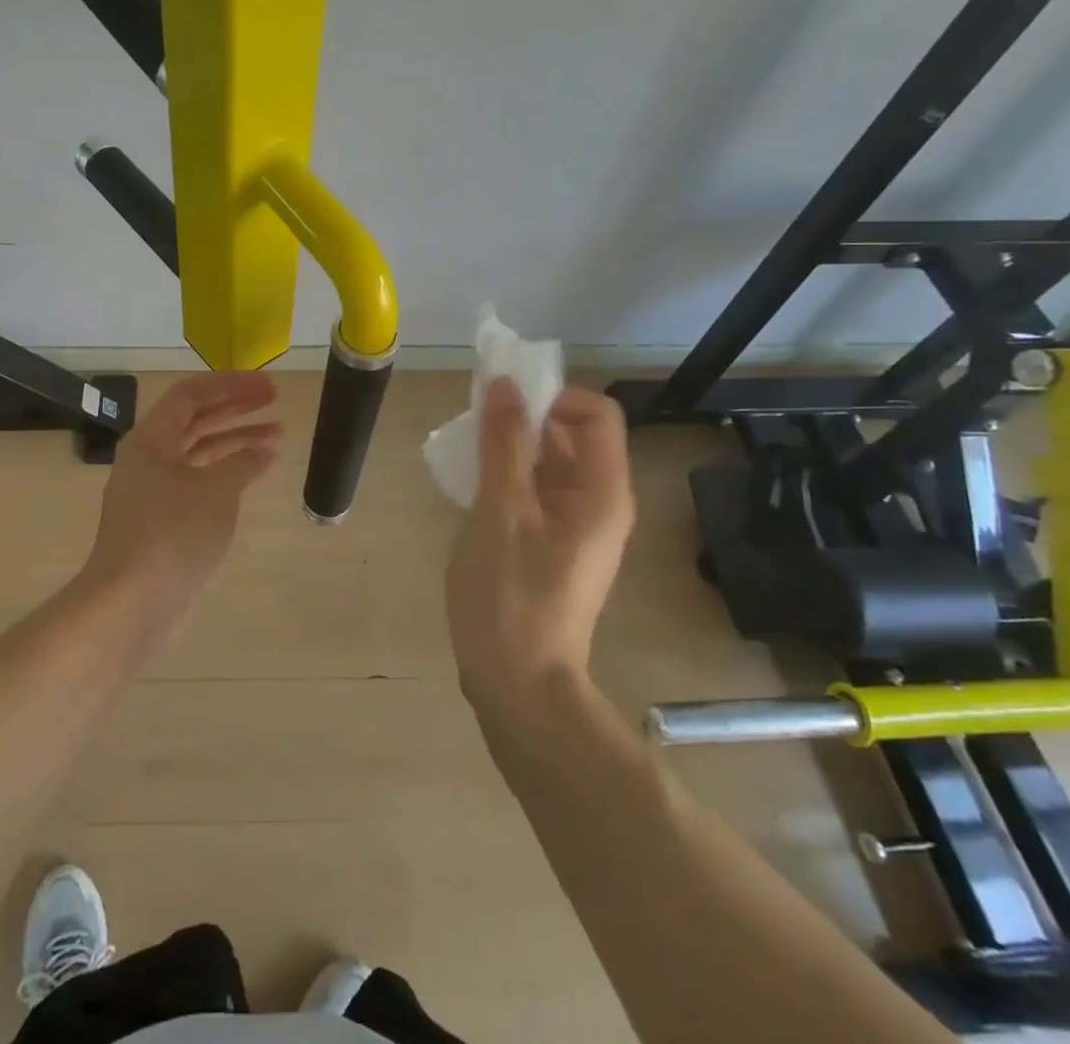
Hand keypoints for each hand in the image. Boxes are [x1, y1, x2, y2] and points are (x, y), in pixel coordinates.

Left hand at [83, 371, 283, 616]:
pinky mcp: (163, 518)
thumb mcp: (216, 491)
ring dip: (236, 440)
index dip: (230, 384)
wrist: (132, 602)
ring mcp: (154, 489)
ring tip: (276, 435)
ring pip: (199, 451)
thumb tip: (264, 453)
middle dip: (236, 407)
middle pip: (195, 419)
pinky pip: (199, 480)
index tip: (265, 385)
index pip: (191, 394)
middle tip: (274, 398)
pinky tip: (256, 473)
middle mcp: (149, 457)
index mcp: (151, 439)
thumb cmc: (172, 534)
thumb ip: (243, 463)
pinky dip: (227, 472)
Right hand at [446, 379, 634, 710]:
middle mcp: (600, 503)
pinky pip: (537, 492)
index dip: (553, 396)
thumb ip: (504, 443)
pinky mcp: (554, 545)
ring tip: (466, 455)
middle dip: (525, 419)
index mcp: (602, 492)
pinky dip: (509, 477)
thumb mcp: (500, 510)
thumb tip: (505, 384)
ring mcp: (578, 527)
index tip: (503, 404)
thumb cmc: (510, 595)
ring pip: (550, 463)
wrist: (517, 685)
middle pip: (572, 435)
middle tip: (475, 426)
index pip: (596, 413)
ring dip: (511, 448)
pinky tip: (471, 489)